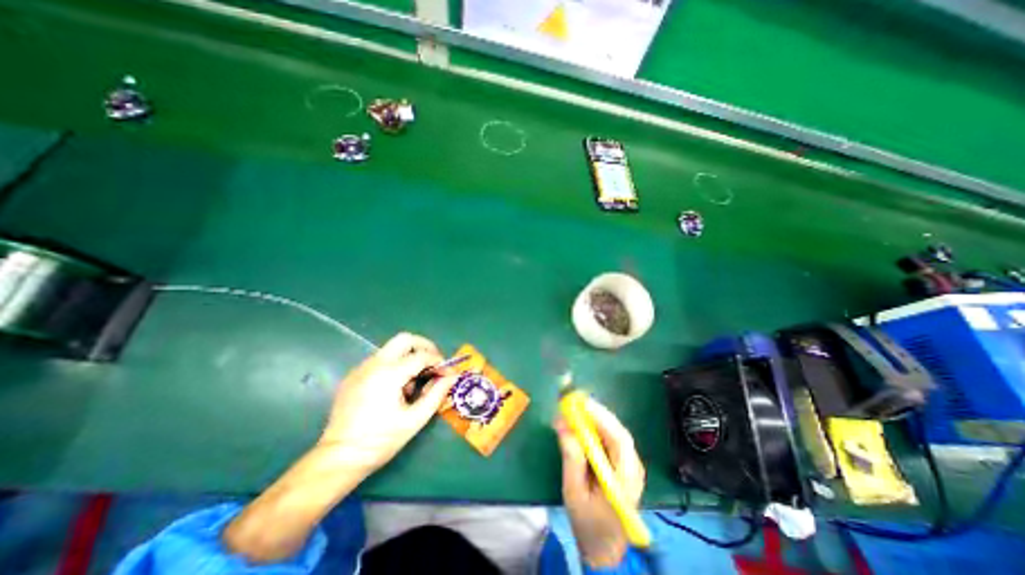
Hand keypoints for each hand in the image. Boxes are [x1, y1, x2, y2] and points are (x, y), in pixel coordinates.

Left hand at [317, 329, 452, 473]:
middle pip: (405, 339)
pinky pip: (379, 360)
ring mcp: (361, 368)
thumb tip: (452, 376)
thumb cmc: (380, 441)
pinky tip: (396, 386)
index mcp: (389, 374)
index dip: (439, 362)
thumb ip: (437, 394)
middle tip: (434, 362)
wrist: (339, 459)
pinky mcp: (353, 376)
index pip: (421, 356)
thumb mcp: (415, 419)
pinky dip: (394, 364)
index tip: (447, 373)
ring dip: (409, 356)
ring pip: (392, 348)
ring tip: (415, 380)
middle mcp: (374, 364)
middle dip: (424, 346)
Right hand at [557, 397, 641, 568]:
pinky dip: (596, 427)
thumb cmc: (588, 523)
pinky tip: (583, 423)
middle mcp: (633, 467)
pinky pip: (610, 439)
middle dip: (597, 413)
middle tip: (575, 401)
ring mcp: (630, 465)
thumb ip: (571, 458)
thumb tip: (563, 424)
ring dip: (596, 418)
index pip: (619, 440)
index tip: (581, 403)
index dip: (601, 417)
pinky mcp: (622, 463)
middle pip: (618, 432)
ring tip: (576, 408)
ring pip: (615, 433)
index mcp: (625, 479)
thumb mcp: (574, 492)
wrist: (603, 547)